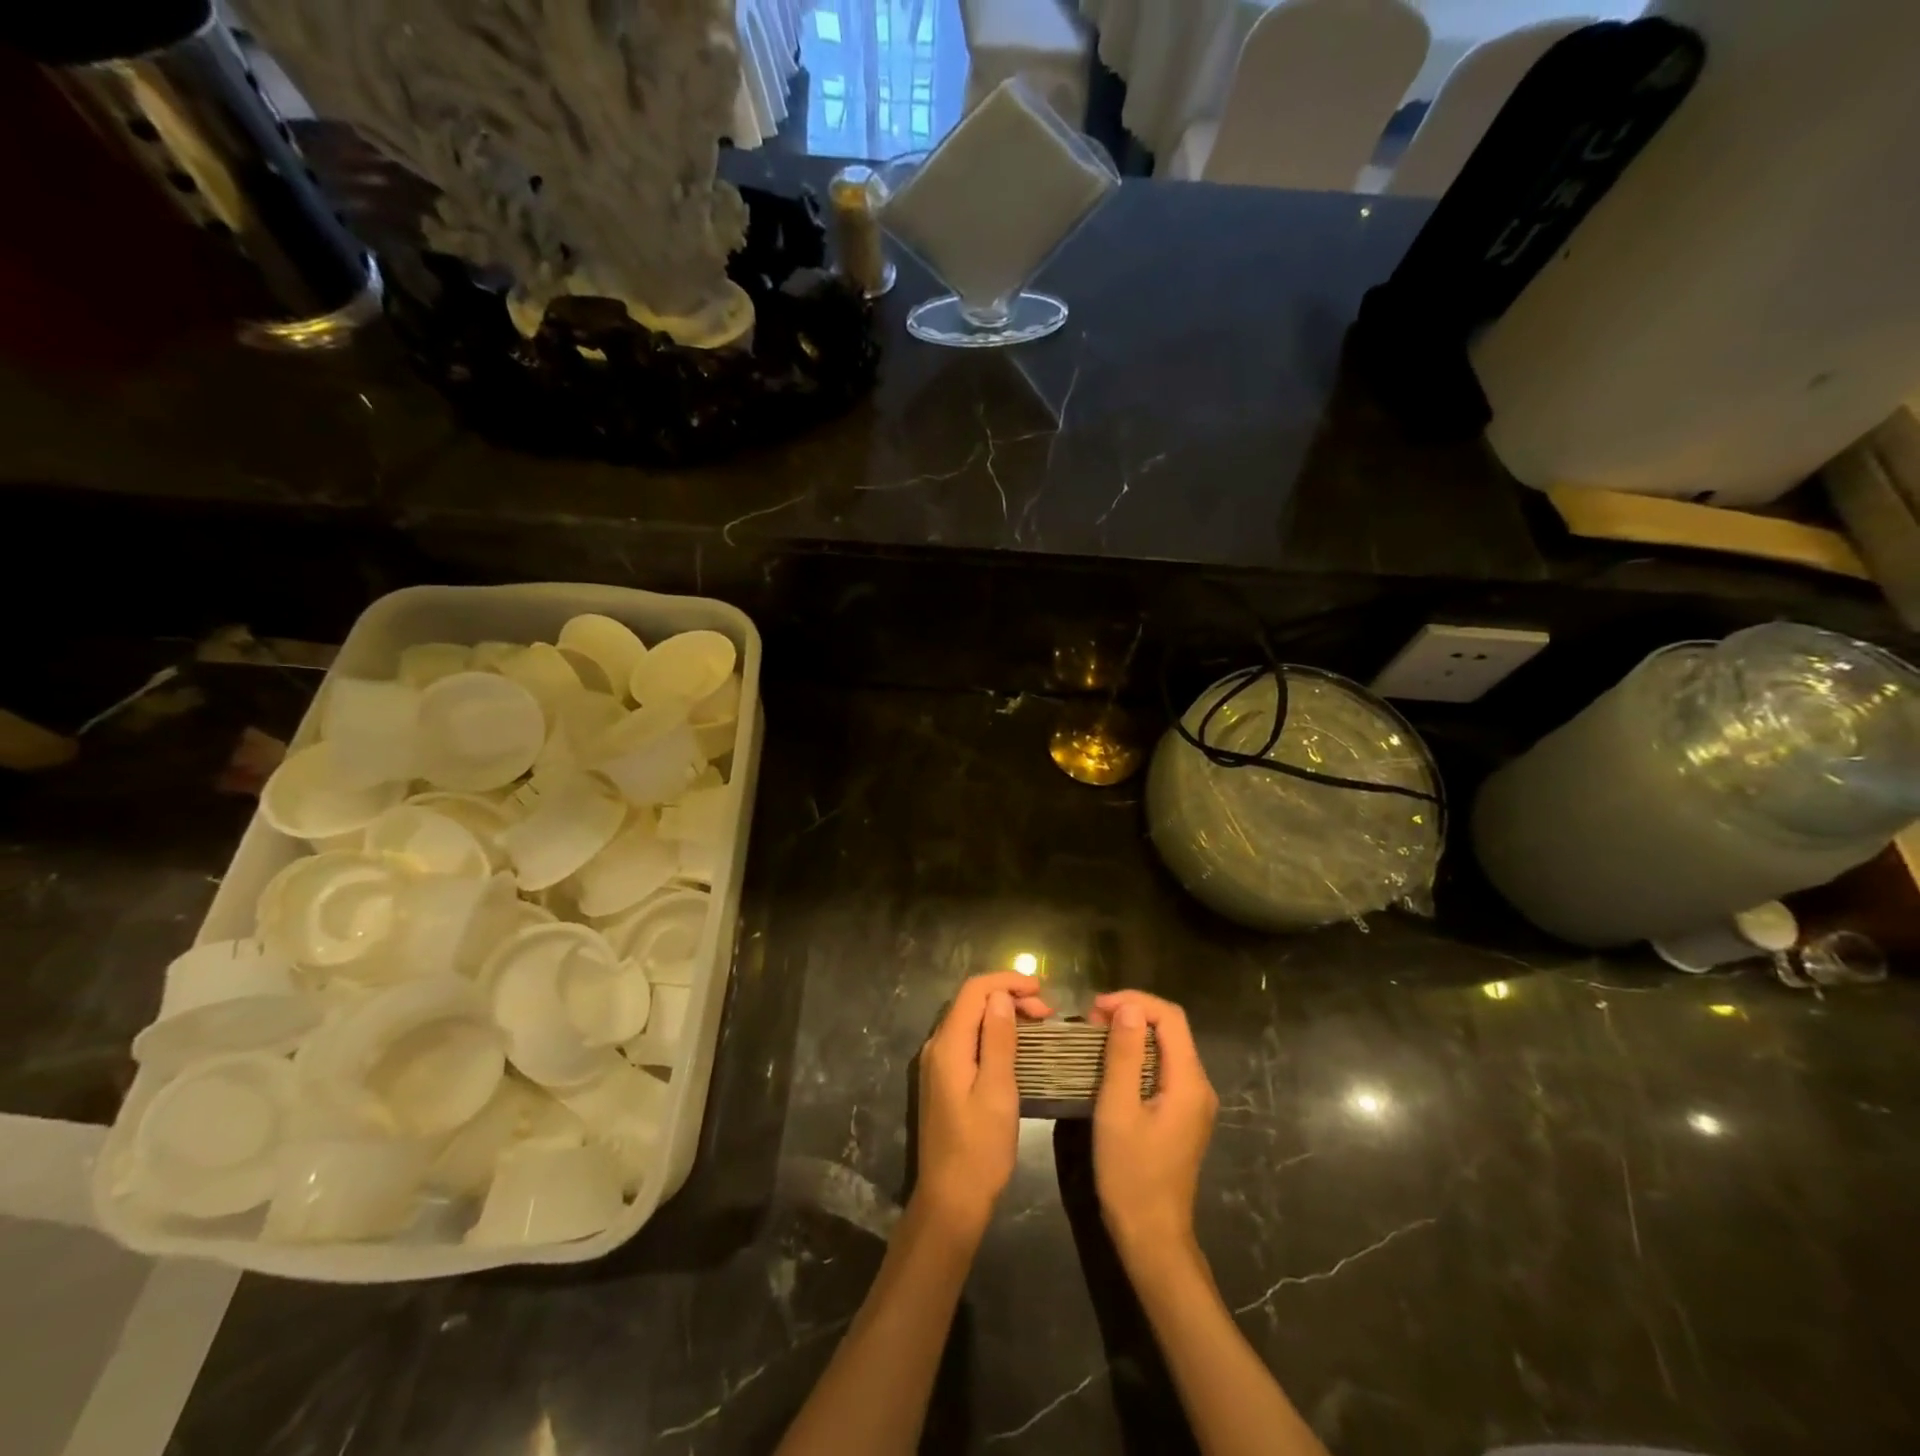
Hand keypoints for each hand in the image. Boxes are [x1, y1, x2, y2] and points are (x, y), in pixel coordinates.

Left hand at [914, 972, 1052, 1235]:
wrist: (950, 1201)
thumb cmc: (980, 1149)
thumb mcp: (998, 1092)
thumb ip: (999, 1041)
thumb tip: (1000, 996)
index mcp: (948, 1045)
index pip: (973, 991)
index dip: (1006, 982)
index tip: (1041, 989)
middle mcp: (937, 1046)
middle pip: (971, 1002)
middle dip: (1008, 997)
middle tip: (1047, 1012)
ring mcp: (938, 1064)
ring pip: (971, 1021)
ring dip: (1003, 1015)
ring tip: (1039, 1024)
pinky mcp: (944, 1080)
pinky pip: (969, 1041)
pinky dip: (994, 1034)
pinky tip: (1017, 1046)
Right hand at [1089, 991, 1217, 1258]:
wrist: (1152, 1236)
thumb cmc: (1130, 1173)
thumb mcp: (1118, 1109)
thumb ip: (1124, 1055)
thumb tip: (1127, 1007)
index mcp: (1189, 1081)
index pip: (1169, 1016)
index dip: (1134, 1001)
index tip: (1096, 1008)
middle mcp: (1199, 1085)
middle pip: (1171, 1029)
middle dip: (1131, 1013)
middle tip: (1090, 1020)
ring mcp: (1193, 1102)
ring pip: (1166, 1047)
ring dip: (1133, 1034)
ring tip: (1094, 1036)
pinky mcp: (1182, 1115)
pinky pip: (1163, 1068)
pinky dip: (1137, 1056)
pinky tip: (1111, 1064)